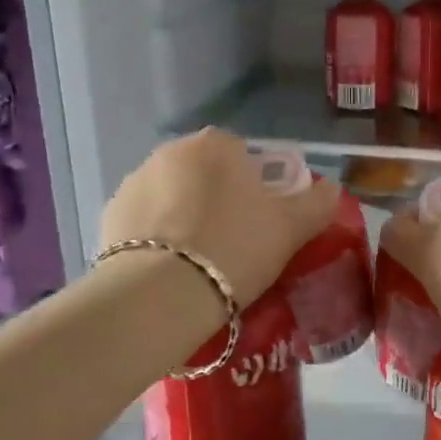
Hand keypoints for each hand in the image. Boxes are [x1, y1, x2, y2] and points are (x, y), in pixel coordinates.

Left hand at [100, 129, 338, 308]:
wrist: (162, 294)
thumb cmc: (236, 248)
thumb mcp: (291, 228)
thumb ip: (316, 203)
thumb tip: (331, 188)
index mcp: (215, 145)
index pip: (243, 155)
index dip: (257, 187)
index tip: (262, 221)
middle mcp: (170, 152)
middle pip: (205, 174)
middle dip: (218, 200)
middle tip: (235, 244)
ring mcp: (134, 182)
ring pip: (173, 197)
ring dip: (185, 217)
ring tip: (200, 263)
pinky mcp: (109, 217)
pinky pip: (145, 222)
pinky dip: (157, 238)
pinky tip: (170, 270)